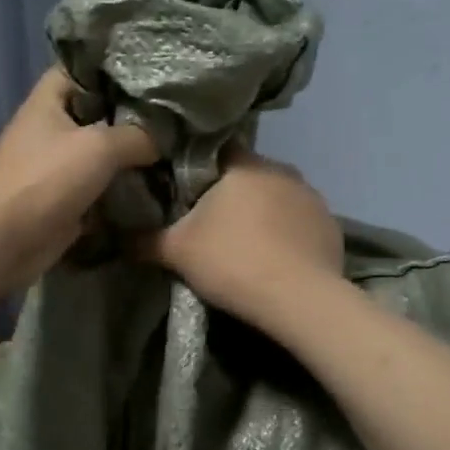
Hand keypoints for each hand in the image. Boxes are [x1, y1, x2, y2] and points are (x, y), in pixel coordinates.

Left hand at [0, 68, 157, 294]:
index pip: (78, 69)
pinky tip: (154, 185)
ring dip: (127, 156)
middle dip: (129, 115)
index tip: (149, 72)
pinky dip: (119, 189)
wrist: (7, 241)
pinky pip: (97, 187)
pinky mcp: (62, 199)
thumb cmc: (47, 179)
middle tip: (171, 115)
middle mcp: (48, 129)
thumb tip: (163, 139)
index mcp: (47, 102)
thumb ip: (137, 136)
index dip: (110, 66)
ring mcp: (53, 167)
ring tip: (171, 149)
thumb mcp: (99, 146)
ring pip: (97, 153)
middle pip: (93, 112)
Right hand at [137, 151, 343, 330]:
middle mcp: (282, 170)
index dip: (197, 167)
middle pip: (248, 174)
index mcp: (244, 165)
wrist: (299, 300)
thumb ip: (145, 240)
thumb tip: (117, 236)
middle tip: (209, 222)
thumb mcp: (176, 252)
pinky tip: (275, 259)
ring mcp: (312, 198)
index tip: (184, 190)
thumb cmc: (231, 261)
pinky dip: (286, 234)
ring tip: (244, 244)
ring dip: (261, 213)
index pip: (216, 149)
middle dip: (230, 193)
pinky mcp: (331, 226)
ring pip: (276, 197)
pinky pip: (299, 222)